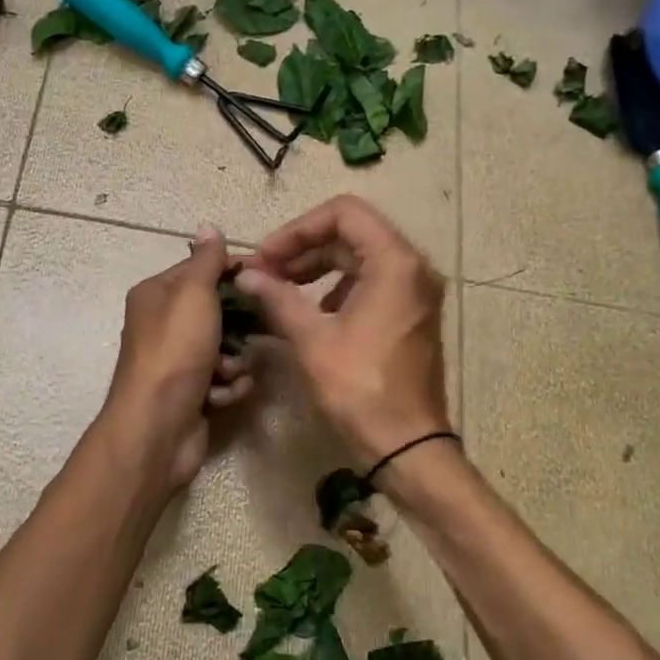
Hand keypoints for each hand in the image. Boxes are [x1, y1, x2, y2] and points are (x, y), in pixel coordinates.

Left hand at [104, 227, 254, 489]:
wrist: (157, 427)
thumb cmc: (175, 352)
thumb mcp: (193, 295)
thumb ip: (206, 262)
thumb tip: (208, 227)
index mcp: (157, 295)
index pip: (202, 269)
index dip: (236, 271)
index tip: (270, 278)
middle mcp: (164, 324)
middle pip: (218, 310)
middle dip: (240, 325)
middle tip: (261, 328)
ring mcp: (178, 361)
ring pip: (226, 347)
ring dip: (234, 361)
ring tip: (226, 372)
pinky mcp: (191, 392)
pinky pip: (223, 379)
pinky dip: (227, 387)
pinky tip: (220, 397)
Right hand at [234, 196, 450, 468]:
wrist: (406, 445)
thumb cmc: (360, 389)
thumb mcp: (312, 340)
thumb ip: (277, 298)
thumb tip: (245, 275)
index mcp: (395, 263)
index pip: (343, 213)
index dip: (298, 229)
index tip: (266, 257)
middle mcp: (412, 268)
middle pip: (351, 234)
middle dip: (302, 249)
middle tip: (263, 274)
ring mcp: (414, 293)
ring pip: (358, 259)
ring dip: (315, 268)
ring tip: (277, 291)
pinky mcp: (409, 315)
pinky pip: (369, 284)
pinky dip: (334, 289)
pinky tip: (306, 313)